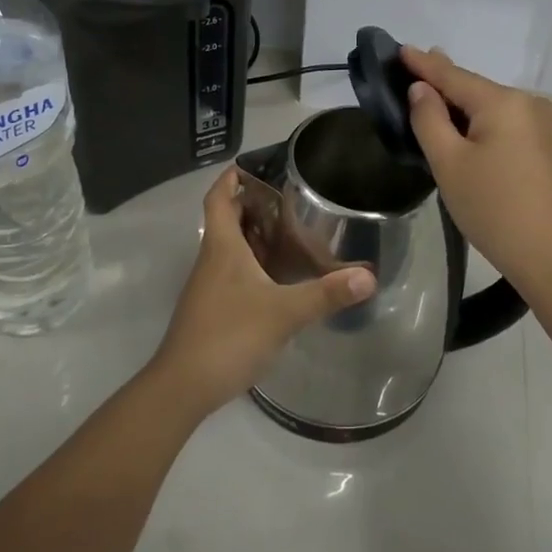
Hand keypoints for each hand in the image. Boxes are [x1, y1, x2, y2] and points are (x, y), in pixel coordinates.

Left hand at [149, 167, 375, 419]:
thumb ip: (326, 294)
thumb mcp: (283, 313)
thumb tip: (368, 276)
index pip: (219, 197)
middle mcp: (212, 259)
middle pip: (227, 219)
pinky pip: (233, 272)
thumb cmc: (229, 336)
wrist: (183, 387)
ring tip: (293, 233)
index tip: (254, 164)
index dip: (231, 177)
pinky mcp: (212, 309)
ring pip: (231, 248)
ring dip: (255, 236)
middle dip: (253, 204)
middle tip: (290, 199)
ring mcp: (208, 286)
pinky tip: (279, 279)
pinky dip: (254, 265)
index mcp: (222, 246)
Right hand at [402, 46, 551, 293]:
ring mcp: (549, 127)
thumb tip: (422, 89)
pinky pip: (512, 126)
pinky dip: (488, 124)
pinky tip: (474, 133)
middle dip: (446, 84)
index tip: (400, 49)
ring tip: (439, 103)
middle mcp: (531, 105)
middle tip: (415, 72)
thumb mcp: (449, 163)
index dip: (424, 64)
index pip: (454, 75)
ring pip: (496, 109)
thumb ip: (430, 119)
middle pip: (478, 90)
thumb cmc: (493, 209)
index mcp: (504, 103)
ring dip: (467, 107)